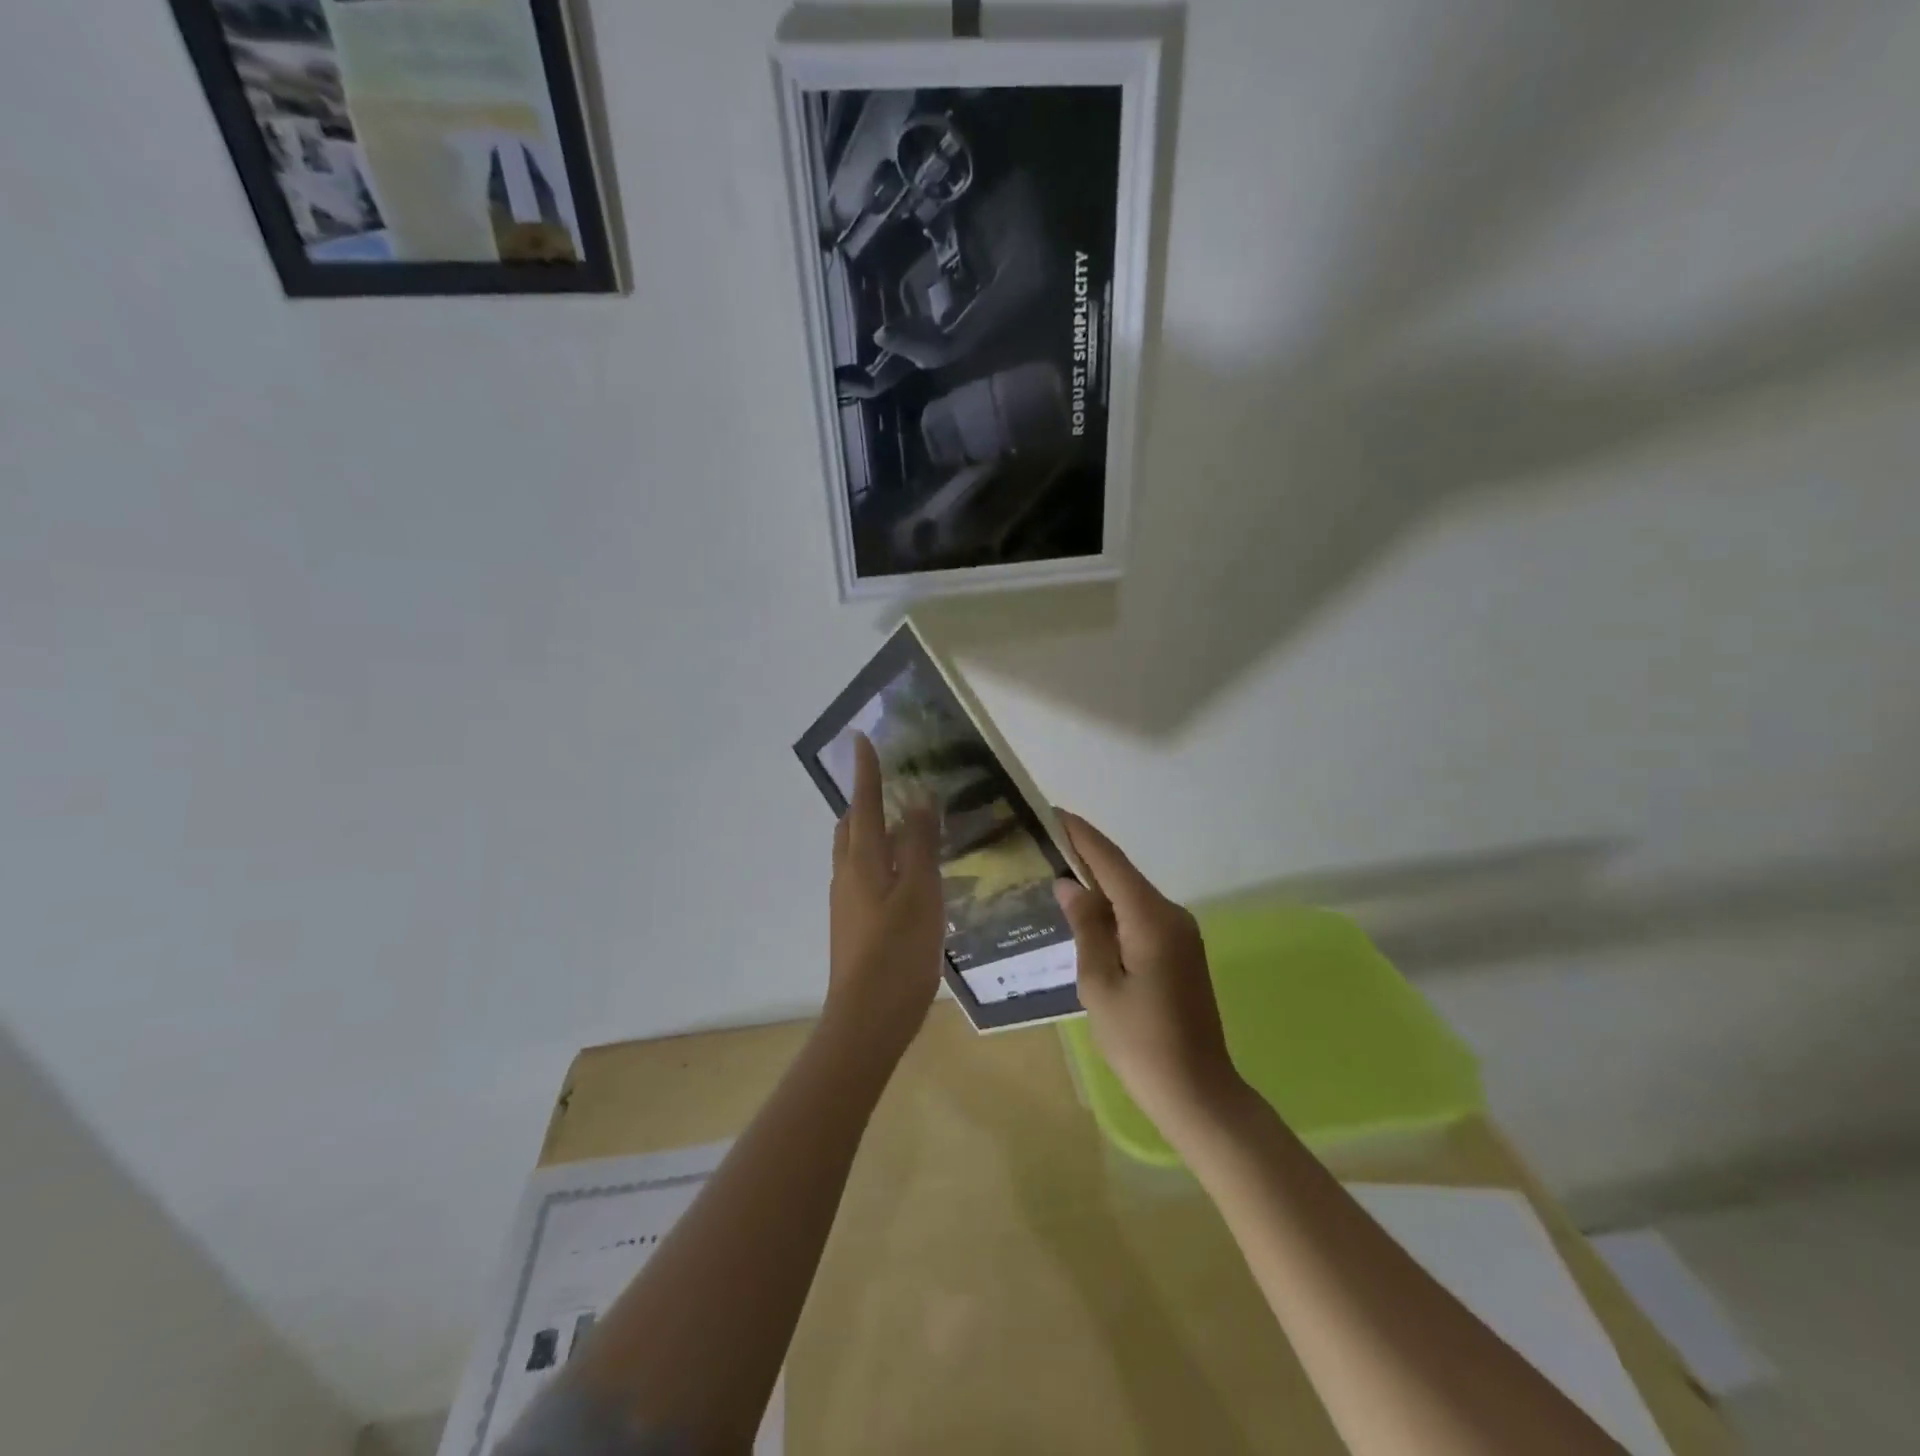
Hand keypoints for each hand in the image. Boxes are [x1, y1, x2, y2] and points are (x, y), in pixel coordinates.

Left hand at [825, 733, 944, 1060]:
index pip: (865, 803)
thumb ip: (920, 845)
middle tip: (888, 783)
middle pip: (851, 826)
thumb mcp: (921, 893)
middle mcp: (847, 874)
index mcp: (862, 860)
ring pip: (854, 852)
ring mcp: (846, 902)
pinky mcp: (852, 924)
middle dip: (865, 800)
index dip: (866, 770)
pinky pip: (862, 874)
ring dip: (871, 829)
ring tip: (902, 824)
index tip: (861, 739)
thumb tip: (919, 801)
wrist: (867, 1018)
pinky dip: (879, 858)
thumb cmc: (898, 951)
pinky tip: (904, 874)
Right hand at [1054, 812, 1246, 1138]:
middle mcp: (1171, 915)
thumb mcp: (1099, 984)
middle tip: (1045, 842)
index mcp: (1151, 919)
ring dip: (1099, 883)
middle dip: (1086, 856)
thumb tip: (1070, 884)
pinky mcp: (1181, 951)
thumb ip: (1086, 927)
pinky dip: (1113, 908)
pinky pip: (1141, 916)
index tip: (1053, 813)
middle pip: (1123, 874)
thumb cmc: (1140, 1041)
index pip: (1111, 862)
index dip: (1082, 835)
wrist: (1197, 1091)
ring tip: (1057, 871)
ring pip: (1132, 895)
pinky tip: (1087, 912)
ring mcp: (1181, 933)